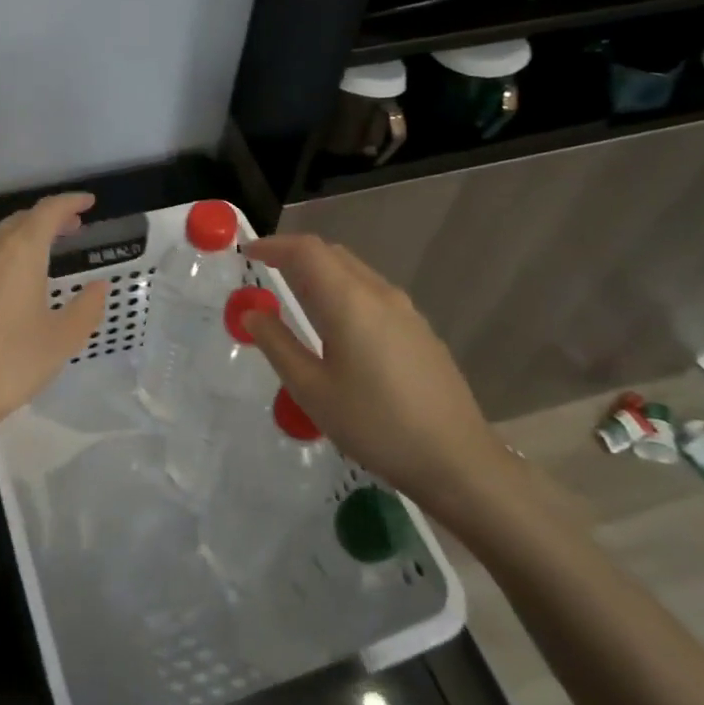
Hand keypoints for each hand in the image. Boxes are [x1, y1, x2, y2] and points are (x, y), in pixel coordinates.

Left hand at [0, 194, 107, 458]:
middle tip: (72, 228)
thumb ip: (86, 308)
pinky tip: (7, 287)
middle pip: (20, 221)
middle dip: (47, 219)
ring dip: (22, 239)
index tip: (88, 202)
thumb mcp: (62, 340)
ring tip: (43, 254)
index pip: (47, 211)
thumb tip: (99, 287)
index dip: (70, 202)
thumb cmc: (10, 364)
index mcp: (20, 253)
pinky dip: (0, 261)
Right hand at [240, 235, 510, 519]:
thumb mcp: (311, 390)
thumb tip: (251, 313)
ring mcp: (406, 312)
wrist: (456, 459)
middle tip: (265, 272)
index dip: (274, 245)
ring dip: (321, 273)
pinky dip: (343, 292)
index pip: (307, 251)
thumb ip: (277, 345)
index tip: (247, 253)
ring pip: (355, 273)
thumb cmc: (374, 424)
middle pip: (333, 255)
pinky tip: (337, 327)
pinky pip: (372, 294)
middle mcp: (380, 294)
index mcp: (350, 302)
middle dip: (295, 255)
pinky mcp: (420, 331)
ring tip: (295, 298)